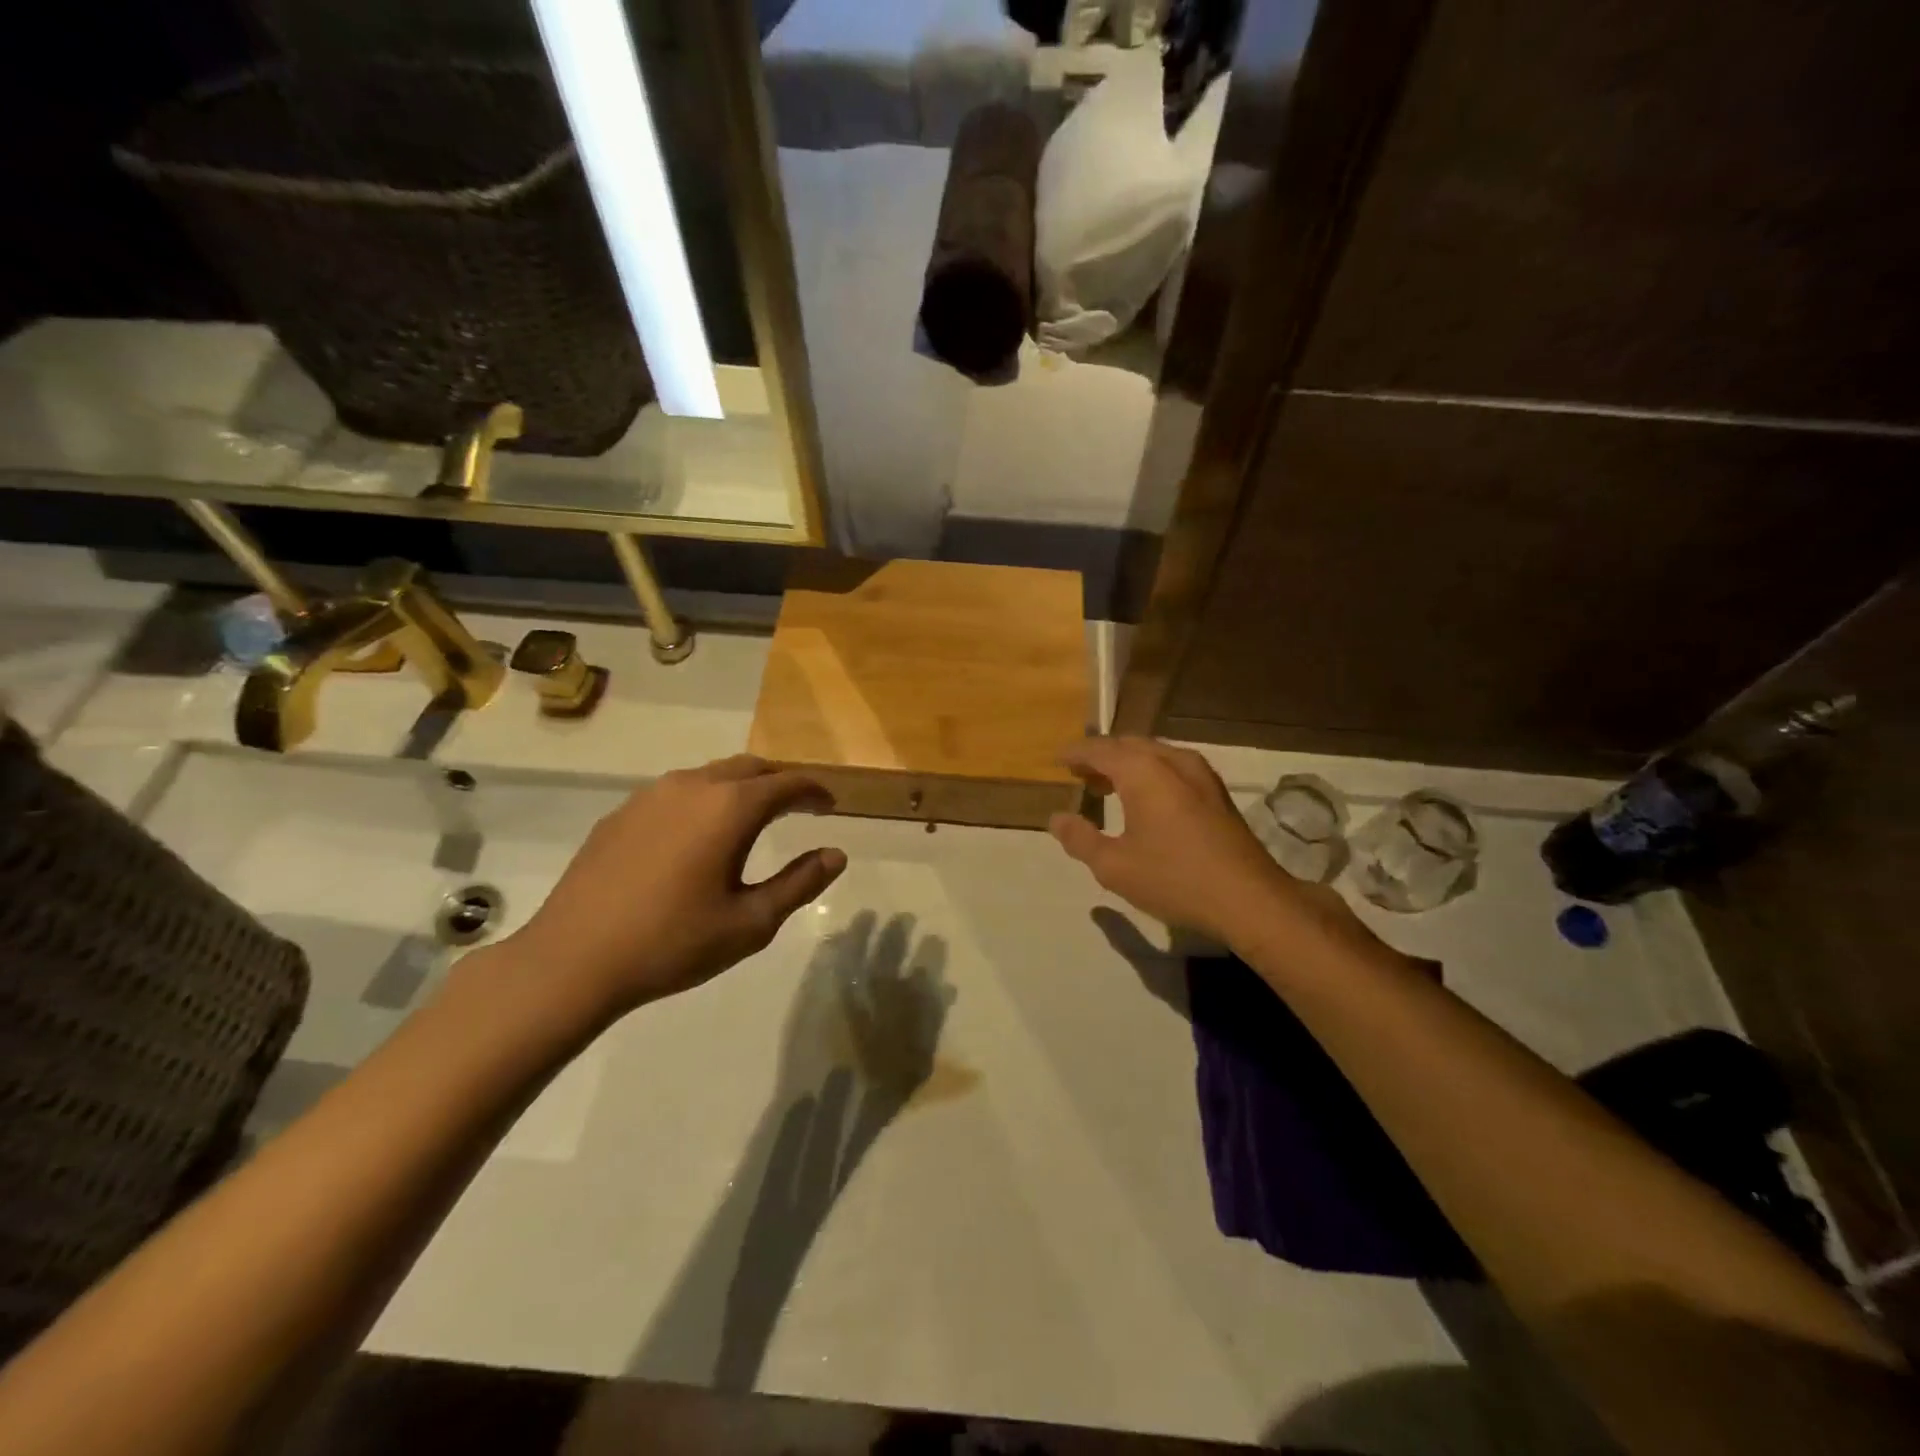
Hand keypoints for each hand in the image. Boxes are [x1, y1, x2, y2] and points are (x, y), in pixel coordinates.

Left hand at [497, 755, 846, 1019]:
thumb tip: (836, 855)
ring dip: (741, 788)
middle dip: (780, 782)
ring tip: (753, 818)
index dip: (815, 792)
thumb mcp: (751, 922)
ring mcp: (650, 796)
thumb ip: (800, 883)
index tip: (831, 806)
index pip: (787, 784)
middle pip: (750, 768)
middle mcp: (693, 786)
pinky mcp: (621, 814)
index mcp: (730, 808)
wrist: (571, 961)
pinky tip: (698, 835)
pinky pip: (677, 792)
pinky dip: (704, 801)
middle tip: (799, 807)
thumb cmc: (673, 943)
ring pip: (710, 775)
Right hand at [1049, 737, 1292, 946]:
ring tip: (1107, 785)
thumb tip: (1057, 818)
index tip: (1058, 760)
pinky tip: (1146, 798)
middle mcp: (1172, 761)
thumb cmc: (1174, 879)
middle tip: (1080, 773)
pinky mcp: (1217, 791)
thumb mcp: (1114, 866)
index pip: (1100, 750)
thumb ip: (1080, 839)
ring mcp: (1200, 773)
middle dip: (1101, 755)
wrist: (1249, 899)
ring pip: (1154, 754)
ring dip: (1127, 763)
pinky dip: (1150, 772)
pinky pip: (1173, 766)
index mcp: (1143, 771)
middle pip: (1128, 745)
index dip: (1076, 753)